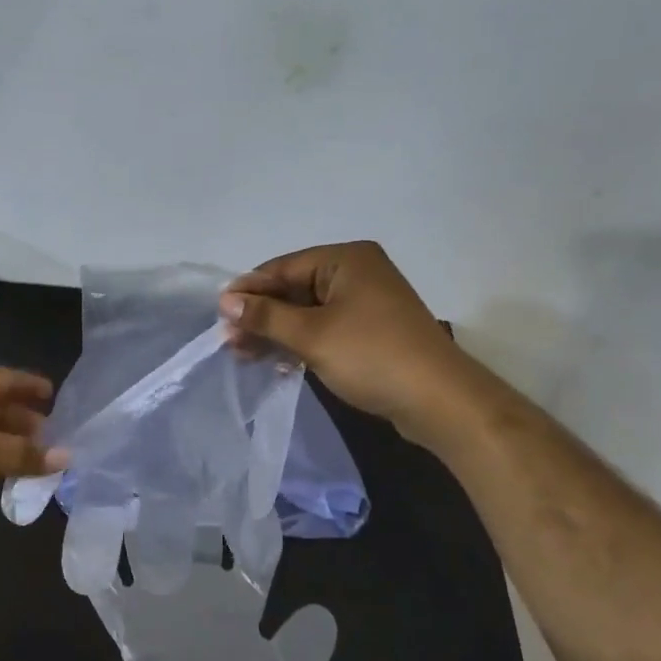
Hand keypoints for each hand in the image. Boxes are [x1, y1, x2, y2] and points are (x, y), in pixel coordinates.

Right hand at [219, 241, 479, 439]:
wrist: (440, 401)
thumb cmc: (372, 356)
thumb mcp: (311, 335)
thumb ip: (266, 316)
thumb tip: (225, 300)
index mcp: (346, 259)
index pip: (283, 267)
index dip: (249, 290)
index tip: (219, 315)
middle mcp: (357, 273)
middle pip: (294, 289)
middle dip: (261, 315)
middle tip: (229, 341)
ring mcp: (366, 303)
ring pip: (307, 312)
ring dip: (276, 332)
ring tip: (243, 354)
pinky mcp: (371, 331)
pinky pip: (324, 328)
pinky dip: (300, 342)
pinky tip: (276, 362)